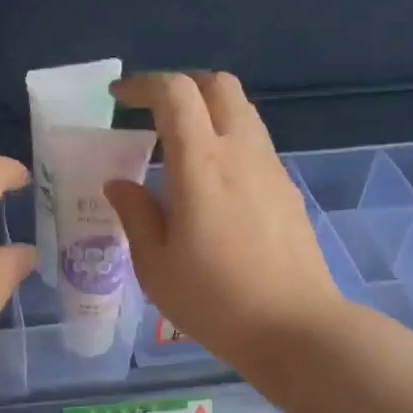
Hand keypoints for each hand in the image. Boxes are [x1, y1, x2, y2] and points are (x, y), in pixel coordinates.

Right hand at [103, 72, 346, 370]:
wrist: (293, 327)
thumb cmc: (214, 301)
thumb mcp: (156, 266)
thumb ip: (136, 215)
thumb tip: (119, 183)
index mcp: (201, 164)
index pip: (175, 93)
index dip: (143, 85)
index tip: (118, 98)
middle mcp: (241, 152)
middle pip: (218, 85)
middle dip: (181, 86)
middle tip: (152, 114)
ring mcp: (271, 168)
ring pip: (241, 111)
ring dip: (208, 111)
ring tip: (178, 148)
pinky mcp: (287, 189)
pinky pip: (254, 142)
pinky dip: (227, 140)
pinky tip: (211, 183)